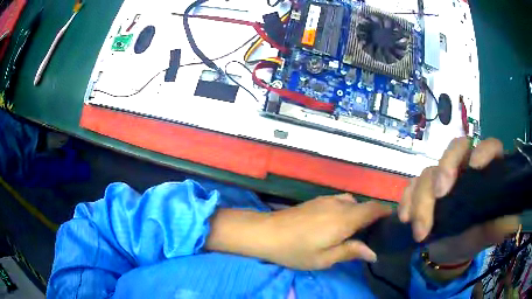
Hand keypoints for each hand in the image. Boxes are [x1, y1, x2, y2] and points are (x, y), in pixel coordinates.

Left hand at [264, 194, 391, 269]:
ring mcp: (326, 200)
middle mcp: (339, 204)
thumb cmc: (296, 250)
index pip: (373, 209)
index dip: (385, 212)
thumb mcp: (324, 259)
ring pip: (352, 202)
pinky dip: (347, 208)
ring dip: (358, 212)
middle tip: (373, 232)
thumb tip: (373, 253)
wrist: (266, 233)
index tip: (391, 220)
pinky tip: (338, 222)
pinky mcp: (317, 200)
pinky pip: (340, 200)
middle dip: (372, 215)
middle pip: (364, 205)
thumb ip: (350, 252)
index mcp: (345, 219)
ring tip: (355, 229)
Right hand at [398, 137, 519, 265]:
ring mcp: (443, 177)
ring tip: (420, 232)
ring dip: (421, 199)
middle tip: (439, 194)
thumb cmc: (470, 242)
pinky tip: (406, 218)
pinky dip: (406, 200)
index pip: (490, 146)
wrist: (446, 253)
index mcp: (485, 174)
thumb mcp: (484, 238)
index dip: (484, 149)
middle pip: (455, 149)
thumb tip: (513, 222)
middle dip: (446, 168)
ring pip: (429, 171)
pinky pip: (411, 185)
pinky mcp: (424, 188)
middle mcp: (465, 169)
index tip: (475, 167)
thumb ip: (497, 229)